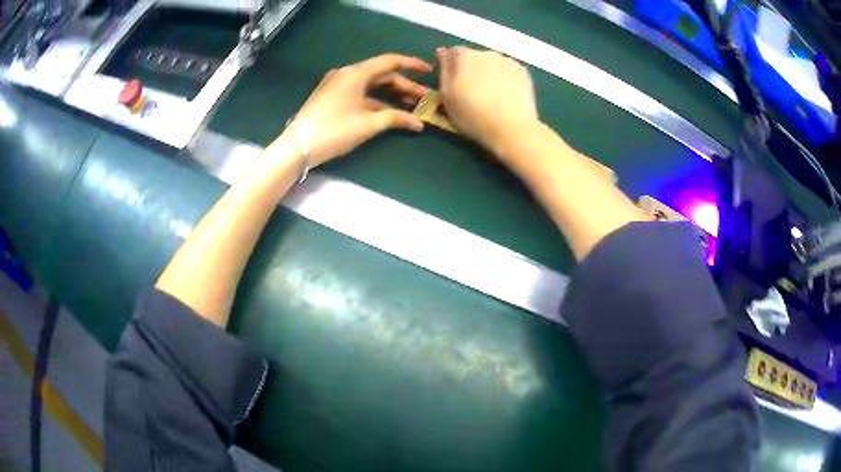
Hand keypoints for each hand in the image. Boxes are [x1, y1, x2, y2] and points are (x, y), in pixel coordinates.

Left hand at [288, 53, 432, 166]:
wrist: (297, 146)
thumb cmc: (335, 130)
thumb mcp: (368, 124)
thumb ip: (396, 119)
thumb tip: (419, 123)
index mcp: (355, 73)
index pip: (389, 61)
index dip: (412, 64)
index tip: (429, 71)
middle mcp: (347, 74)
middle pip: (382, 74)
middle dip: (404, 86)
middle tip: (424, 98)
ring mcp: (338, 85)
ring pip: (371, 85)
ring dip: (391, 94)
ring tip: (411, 105)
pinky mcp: (332, 96)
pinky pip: (360, 93)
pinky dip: (376, 100)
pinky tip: (389, 112)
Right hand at [437, 47, 539, 159]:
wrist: (512, 128)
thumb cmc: (472, 115)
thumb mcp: (446, 95)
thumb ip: (444, 69)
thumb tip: (442, 51)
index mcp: (465, 56)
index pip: (453, 53)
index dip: (452, 67)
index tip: (454, 83)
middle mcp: (486, 52)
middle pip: (475, 57)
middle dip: (472, 69)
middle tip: (473, 91)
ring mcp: (507, 60)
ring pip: (493, 63)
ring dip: (489, 73)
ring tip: (492, 95)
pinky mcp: (523, 72)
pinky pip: (508, 70)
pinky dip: (505, 78)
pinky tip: (506, 95)